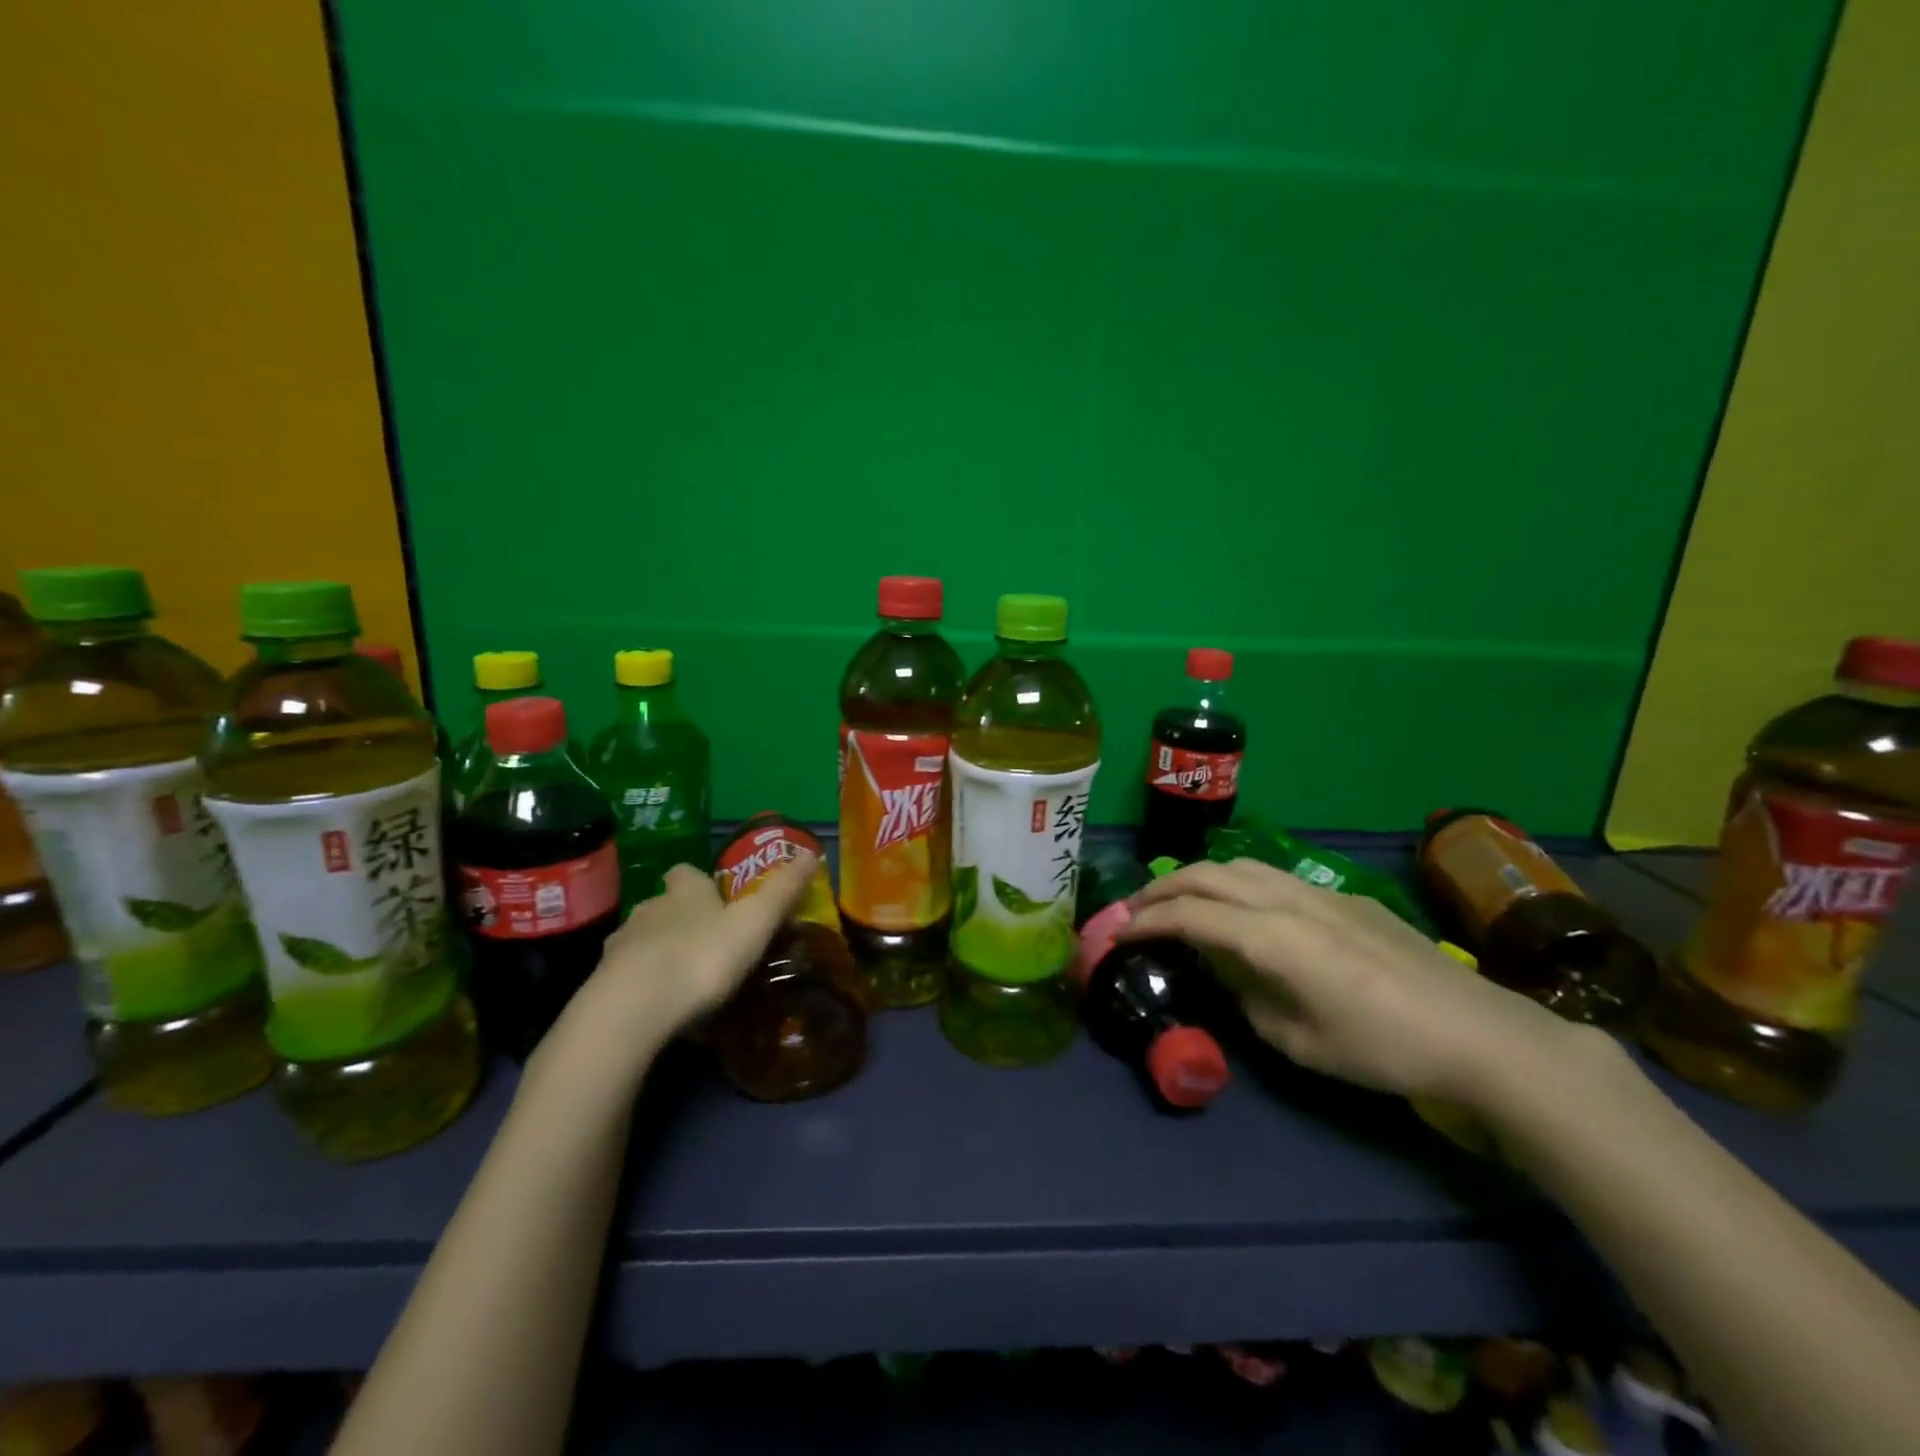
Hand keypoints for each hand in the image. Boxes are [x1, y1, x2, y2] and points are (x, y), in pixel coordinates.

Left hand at [536, 854, 816, 1089]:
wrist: (631, 1010)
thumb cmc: (702, 958)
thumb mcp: (755, 924)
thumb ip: (782, 891)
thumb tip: (810, 853)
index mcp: (685, 892)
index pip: (687, 873)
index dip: (700, 882)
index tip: (716, 898)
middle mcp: (649, 909)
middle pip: (664, 905)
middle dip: (682, 919)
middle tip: (709, 944)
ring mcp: (620, 947)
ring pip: (643, 941)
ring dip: (661, 953)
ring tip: (685, 981)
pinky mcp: (603, 985)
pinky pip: (628, 978)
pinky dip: (644, 987)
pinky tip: (661, 1009)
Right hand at [1120, 858, 1592, 1104]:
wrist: (1476, 1032)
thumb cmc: (1379, 1048)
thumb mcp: (1297, 1041)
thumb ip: (1247, 997)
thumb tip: (1227, 971)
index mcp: (1268, 937)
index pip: (1187, 916)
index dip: (1144, 922)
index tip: (1116, 935)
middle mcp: (1284, 900)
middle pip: (1205, 875)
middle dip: (1160, 888)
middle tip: (1134, 910)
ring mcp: (1316, 891)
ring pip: (1237, 865)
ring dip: (1196, 877)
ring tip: (1178, 900)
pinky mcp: (1342, 896)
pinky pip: (1271, 876)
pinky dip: (1235, 882)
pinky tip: (1243, 909)